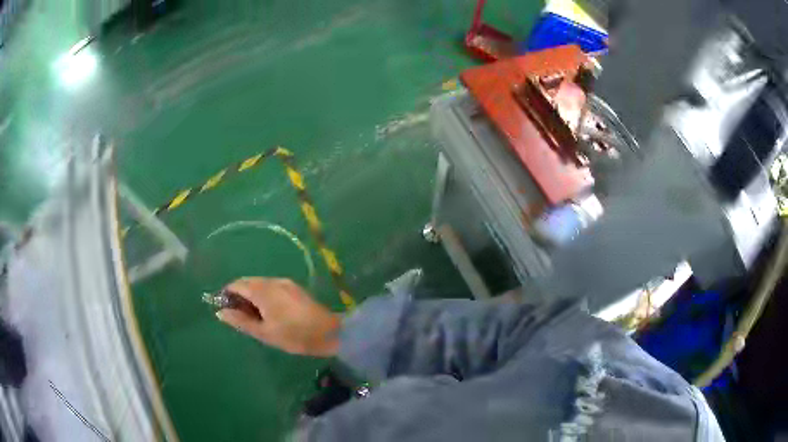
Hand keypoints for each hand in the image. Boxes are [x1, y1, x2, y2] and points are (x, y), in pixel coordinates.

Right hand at [216, 278, 341, 356]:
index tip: (225, 309)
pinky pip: (272, 287)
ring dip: (252, 296)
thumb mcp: (263, 332)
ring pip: (260, 284)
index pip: (236, 284)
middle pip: (248, 282)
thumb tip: (220, 312)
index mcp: (262, 289)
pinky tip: (268, 312)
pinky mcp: (294, 288)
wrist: (329, 333)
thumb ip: (240, 321)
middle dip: (239, 295)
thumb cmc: (293, 335)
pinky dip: (264, 296)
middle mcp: (272, 280)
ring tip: (254, 317)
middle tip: (239, 316)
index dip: (227, 294)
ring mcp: (285, 282)